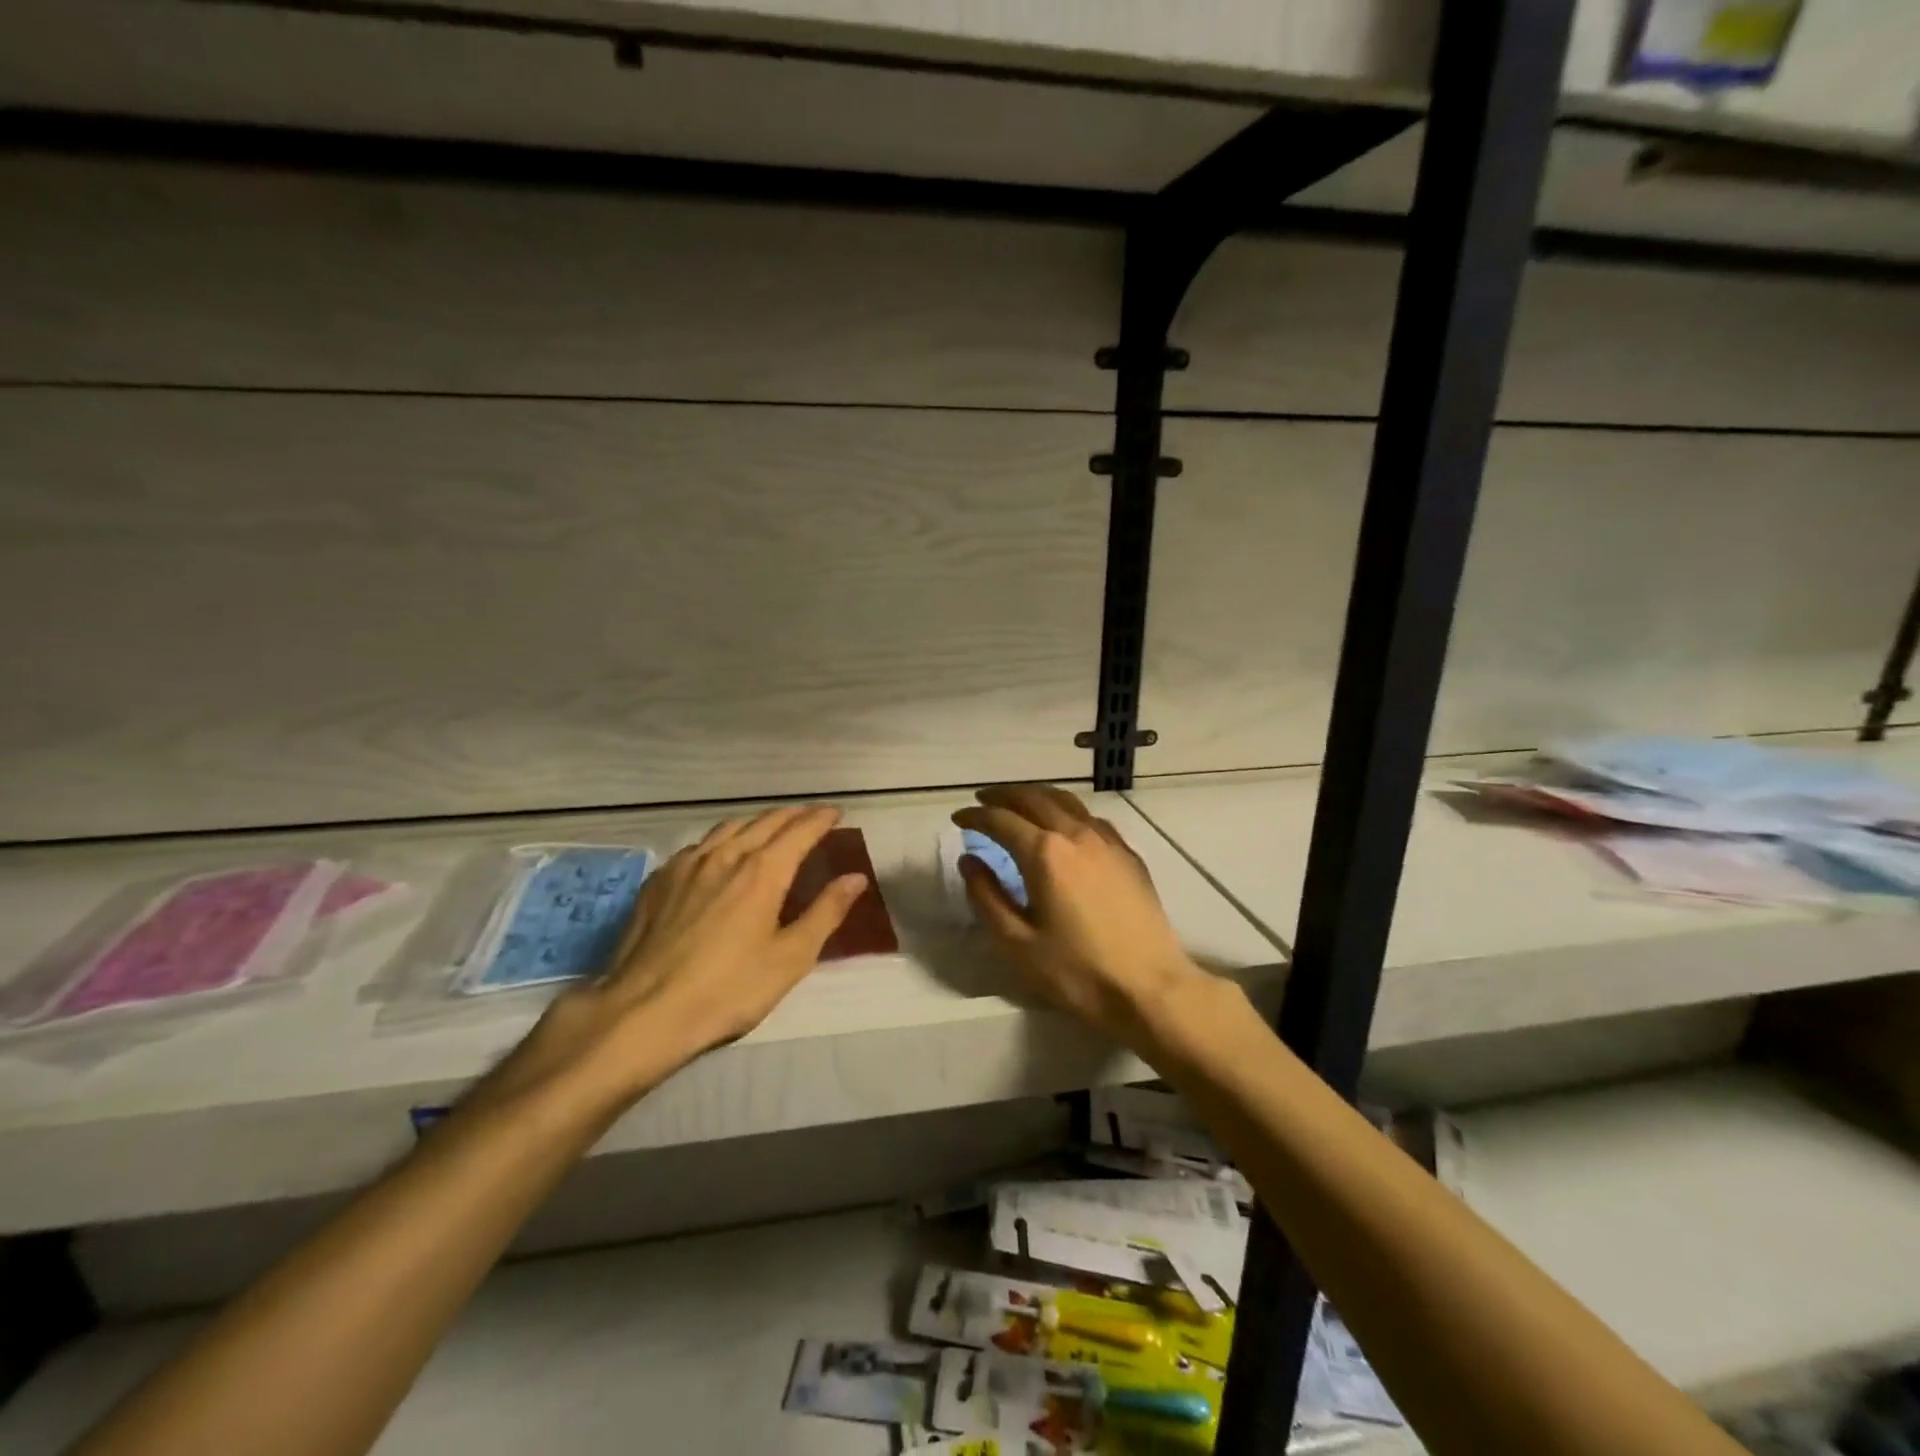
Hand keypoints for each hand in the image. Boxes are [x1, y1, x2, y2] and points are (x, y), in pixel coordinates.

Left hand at [481, 806, 866, 1114]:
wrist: (644, 1011)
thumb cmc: (728, 989)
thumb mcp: (790, 958)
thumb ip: (826, 912)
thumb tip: (856, 878)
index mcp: (763, 871)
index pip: (800, 830)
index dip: (821, 818)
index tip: (836, 812)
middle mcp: (726, 855)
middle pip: (765, 822)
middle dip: (793, 815)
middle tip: (810, 817)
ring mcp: (688, 864)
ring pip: (729, 827)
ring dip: (757, 822)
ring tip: (770, 829)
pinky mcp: (659, 880)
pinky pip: (699, 846)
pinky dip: (722, 840)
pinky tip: (719, 856)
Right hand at [953, 786, 1205, 1048]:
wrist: (1149, 987)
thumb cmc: (1077, 971)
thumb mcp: (1017, 943)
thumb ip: (987, 897)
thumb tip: (968, 861)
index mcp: (1045, 853)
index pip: (1001, 820)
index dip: (975, 816)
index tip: (958, 819)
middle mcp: (1075, 834)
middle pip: (1034, 798)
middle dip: (1003, 795)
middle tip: (982, 800)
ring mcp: (1107, 841)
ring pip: (1065, 801)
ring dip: (1035, 796)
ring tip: (1018, 803)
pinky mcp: (1128, 854)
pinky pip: (1090, 818)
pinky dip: (1066, 810)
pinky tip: (1063, 824)